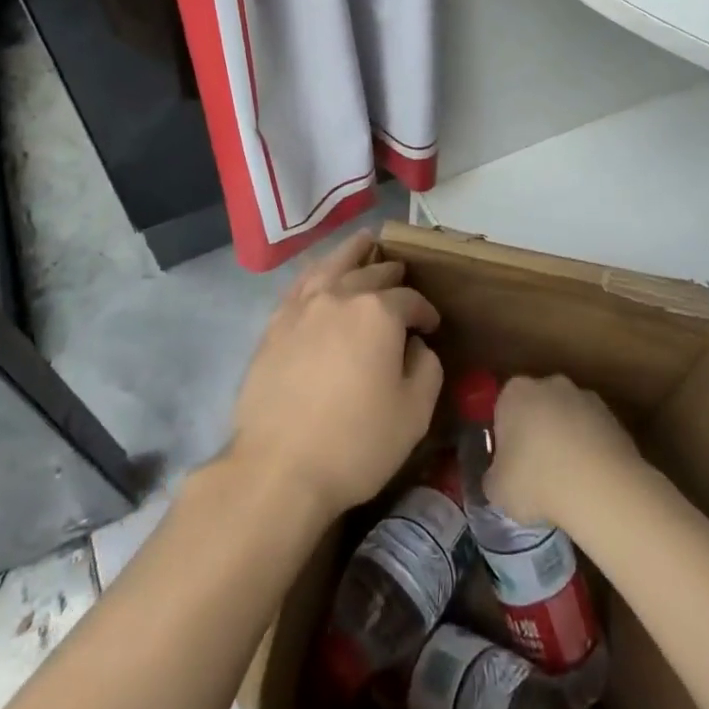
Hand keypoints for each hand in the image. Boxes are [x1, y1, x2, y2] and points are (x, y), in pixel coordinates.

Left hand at [230, 231, 442, 519]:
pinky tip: (321, 272)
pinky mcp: (276, 322)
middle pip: (372, 273)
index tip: (432, 327)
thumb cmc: (355, 443)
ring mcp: (304, 305)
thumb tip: (417, 346)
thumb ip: (427, 369)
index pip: (410, 300)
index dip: (426, 312)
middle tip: (402, 280)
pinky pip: (301, 282)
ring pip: (333, 265)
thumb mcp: (414, 414)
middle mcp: (341, 295)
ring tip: (364, 241)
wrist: (278, 467)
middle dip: (393, 275)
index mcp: (379, 312)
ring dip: (353, 252)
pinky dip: (317, 270)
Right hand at [486, 375, 645, 532]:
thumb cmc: (536, 481)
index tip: (511, 468)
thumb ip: (493, 479)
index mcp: (514, 392)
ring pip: (568, 420)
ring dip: (567, 443)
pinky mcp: (613, 417)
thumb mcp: (498, 490)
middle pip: (537, 409)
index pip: (503, 410)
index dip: (505, 440)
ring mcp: (584, 397)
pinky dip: (591, 453)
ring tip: (569, 485)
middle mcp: (549, 384)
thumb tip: (498, 480)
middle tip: (537, 475)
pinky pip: (594, 434)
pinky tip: (591, 484)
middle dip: (537, 436)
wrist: (600, 487)